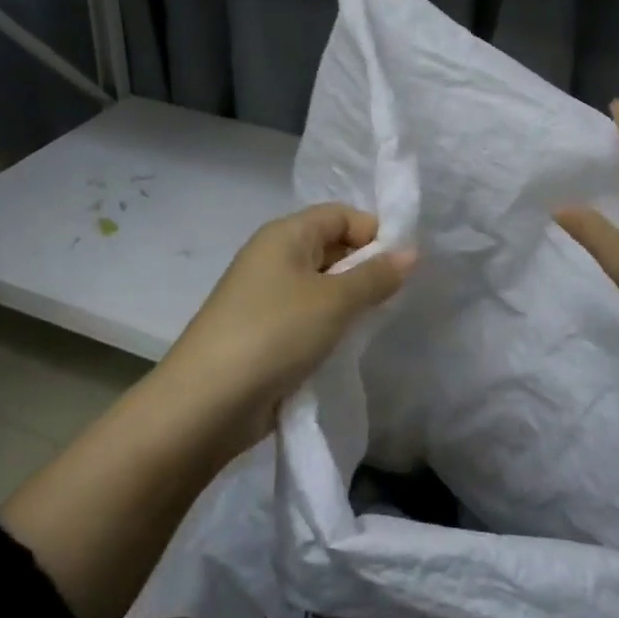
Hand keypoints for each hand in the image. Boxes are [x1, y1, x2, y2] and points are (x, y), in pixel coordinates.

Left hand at [161, 204, 414, 446]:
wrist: (207, 402)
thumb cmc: (274, 333)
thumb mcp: (334, 301)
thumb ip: (375, 275)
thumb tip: (411, 252)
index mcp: (285, 235)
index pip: (341, 215)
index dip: (374, 233)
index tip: (405, 265)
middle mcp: (275, 258)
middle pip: (332, 247)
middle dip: (366, 268)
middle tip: (399, 296)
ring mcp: (267, 297)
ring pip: (322, 286)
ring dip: (351, 302)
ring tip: (379, 322)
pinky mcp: (266, 333)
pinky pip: (309, 317)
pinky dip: (332, 326)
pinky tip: (351, 345)